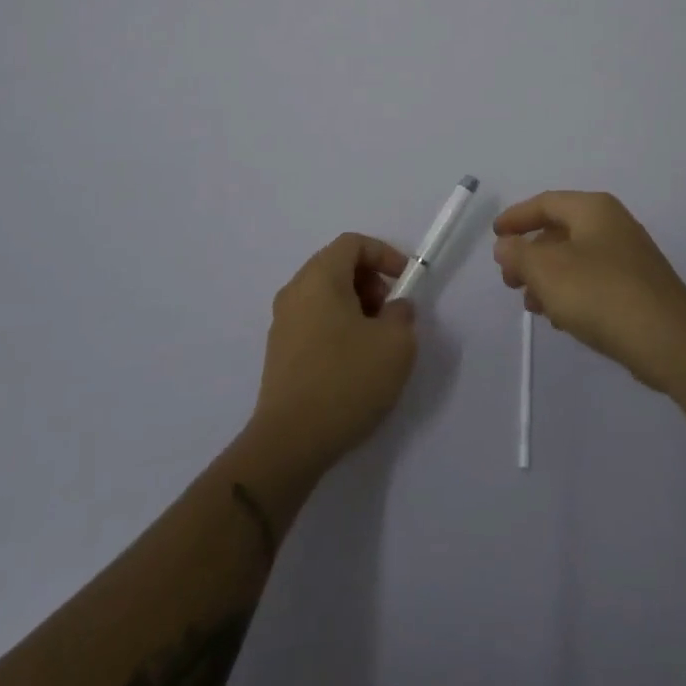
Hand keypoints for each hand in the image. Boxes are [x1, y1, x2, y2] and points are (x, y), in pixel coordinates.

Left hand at [249, 234, 418, 478]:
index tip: (405, 282)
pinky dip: (338, 328)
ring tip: (376, 343)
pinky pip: (314, 322)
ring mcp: (282, 323)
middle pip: (337, 266)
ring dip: (356, 307)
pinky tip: (353, 365)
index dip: (384, 254)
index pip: (353, 243)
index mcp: (319, 277)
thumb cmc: (346, 381)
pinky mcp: (279, 353)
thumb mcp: (395, 344)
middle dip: (370, 282)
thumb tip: (394, 309)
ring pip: (325, 296)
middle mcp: (295, 291)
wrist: (290, 442)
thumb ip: (402, 315)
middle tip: (390, 314)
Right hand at [494, 191, 685, 392]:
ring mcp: (629, 257)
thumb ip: (518, 254)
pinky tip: (561, 318)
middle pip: (560, 231)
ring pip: (576, 260)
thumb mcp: (547, 270)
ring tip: (532, 305)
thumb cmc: (600, 293)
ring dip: (548, 278)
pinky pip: (594, 281)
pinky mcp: (638, 288)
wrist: (670, 340)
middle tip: (510, 280)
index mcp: (593, 209)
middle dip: (530, 255)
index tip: (495, 236)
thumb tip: (505, 245)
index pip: (545, 203)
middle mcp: (613, 224)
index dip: (516, 218)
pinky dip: (571, 293)